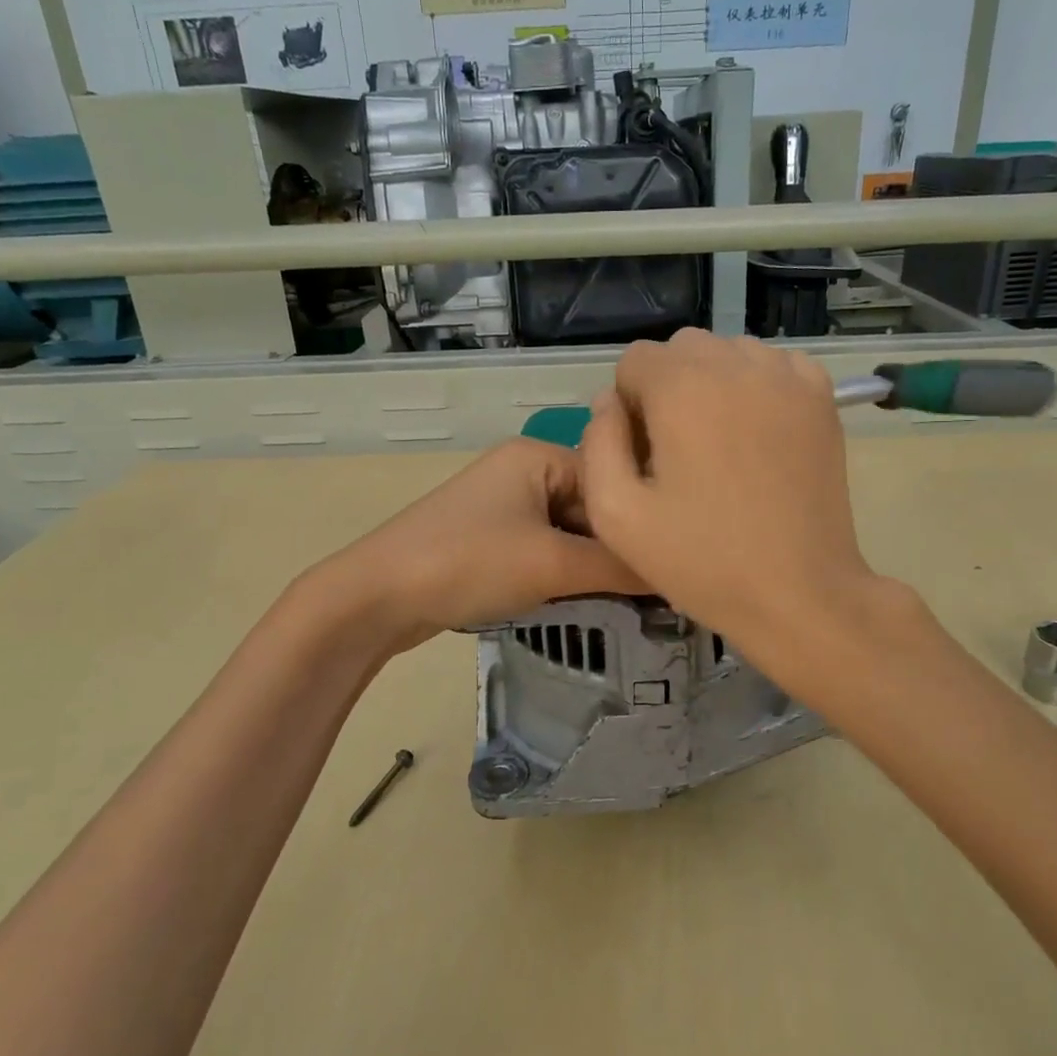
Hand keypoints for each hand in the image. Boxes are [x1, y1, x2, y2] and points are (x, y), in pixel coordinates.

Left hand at [307, 437, 646, 651]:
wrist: (377, 596)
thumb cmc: (470, 563)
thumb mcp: (554, 564)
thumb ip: (620, 567)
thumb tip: (679, 573)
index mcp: (539, 455)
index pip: (615, 479)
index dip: (642, 521)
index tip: (675, 562)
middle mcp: (523, 470)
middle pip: (593, 507)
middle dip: (618, 548)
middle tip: (657, 590)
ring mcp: (503, 506)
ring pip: (570, 533)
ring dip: (593, 565)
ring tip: (630, 600)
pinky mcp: (489, 539)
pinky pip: (544, 550)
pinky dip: (565, 573)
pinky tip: (586, 600)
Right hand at [581, 331, 878, 649]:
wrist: (799, 593)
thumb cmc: (702, 561)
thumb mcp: (616, 515)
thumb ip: (598, 444)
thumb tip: (608, 402)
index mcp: (682, 387)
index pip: (634, 361)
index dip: (629, 407)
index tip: (644, 456)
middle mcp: (736, 364)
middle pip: (682, 349)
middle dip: (668, 389)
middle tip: (678, 453)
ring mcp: (787, 376)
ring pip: (729, 353)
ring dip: (712, 385)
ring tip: (720, 446)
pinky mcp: (821, 398)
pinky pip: (774, 367)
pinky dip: (758, 388)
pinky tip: (758, 436)